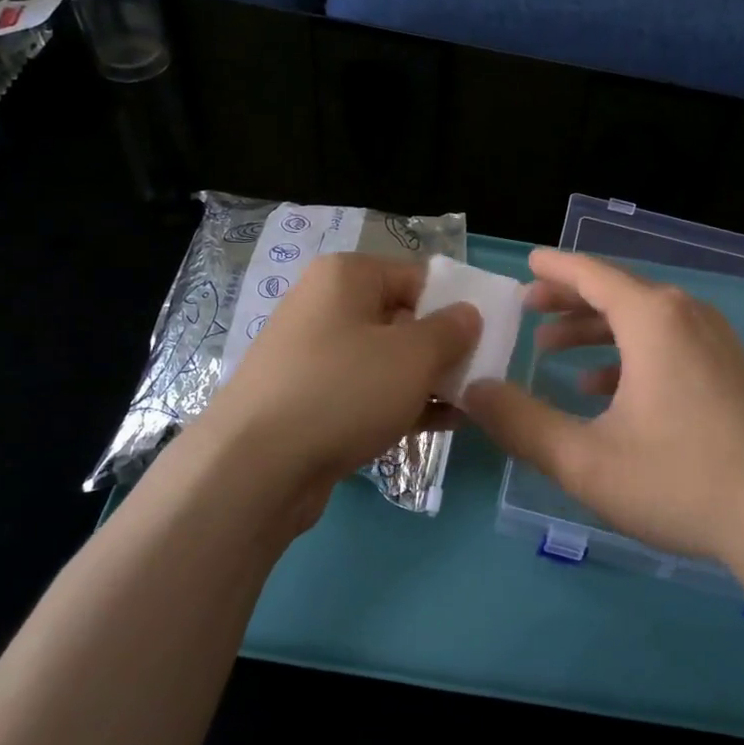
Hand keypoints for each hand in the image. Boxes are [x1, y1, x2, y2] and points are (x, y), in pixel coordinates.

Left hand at [200, 252, 481, 515]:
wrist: (255, 467)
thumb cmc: (343, 390)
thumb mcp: (413, 356)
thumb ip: (451, 330)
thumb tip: (468, 314)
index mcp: (345, 277)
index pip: (417, 276)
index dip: (456, 304)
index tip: (488, 337)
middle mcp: (325, 307)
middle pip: (401, 318)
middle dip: (443, 348)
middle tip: (481, 375)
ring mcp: (313, 357)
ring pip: (385, 360)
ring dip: (427, 380)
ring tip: (469, 404)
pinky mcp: (309, 401)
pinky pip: (365, 393)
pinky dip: (400, 404)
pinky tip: (441, 425)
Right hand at [465, 249, 743, 572]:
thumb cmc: (679, 481)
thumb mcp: (584, 459)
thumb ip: (521, 422)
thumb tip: (473, 392)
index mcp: (653, 319)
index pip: (592, 274)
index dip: (555, 268)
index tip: (527, 262)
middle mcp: (687, 317)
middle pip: (618, 292)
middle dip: (569, 300)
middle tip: (527, 308)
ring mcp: (717, 344)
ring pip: (644, 320)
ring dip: (596, 330)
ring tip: (554, 350)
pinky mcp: (732, 373)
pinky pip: (670, 344)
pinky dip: (631, 354)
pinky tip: (605, 388)